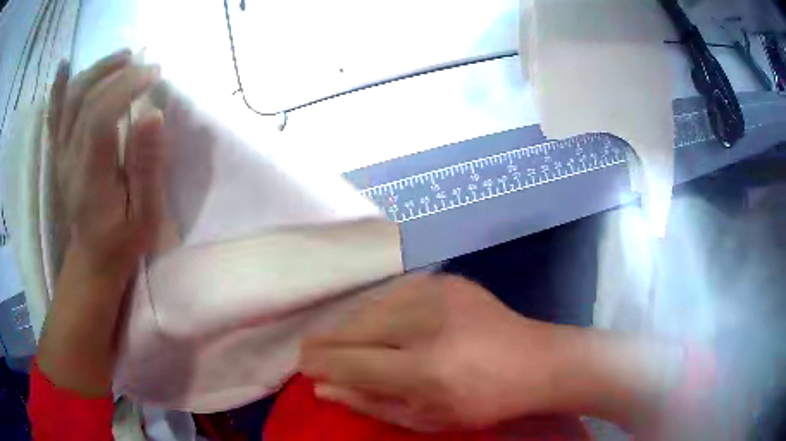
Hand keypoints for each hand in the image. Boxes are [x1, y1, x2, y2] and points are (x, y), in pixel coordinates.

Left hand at [48, 49, 163, 275]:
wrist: (91, 261)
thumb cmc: (121, 242)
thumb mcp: (145, 215)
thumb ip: (147, 167)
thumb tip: (154, 115)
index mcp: (90, 177)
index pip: (100, 115)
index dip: (127, 86)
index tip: (154, 75)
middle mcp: (69, 159)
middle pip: (84, 99)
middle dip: (116, 72)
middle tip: (143, 64)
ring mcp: (60, 155)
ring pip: (70, 99)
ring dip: (96, 70)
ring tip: (122, 59)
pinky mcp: (58, 153)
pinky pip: (54, 115)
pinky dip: (58, 88)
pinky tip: (64, 66)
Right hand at [300, 275, 573, 431]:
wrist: (535, 360)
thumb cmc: (483, 401)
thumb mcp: (426, 418)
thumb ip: (370, 402)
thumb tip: (323, 387)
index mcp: (426, 369)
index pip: (352, 361)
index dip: (322, 363)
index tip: (304, 366)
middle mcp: (429, 324)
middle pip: (356, 327)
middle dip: (327, 342)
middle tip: (313, 353)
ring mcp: (440, 294)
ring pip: (371, 306)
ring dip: (350, 326)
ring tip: (342, 342)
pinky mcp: (448, 279)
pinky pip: (395, 293)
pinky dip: (379, 310)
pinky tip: (379, 324)